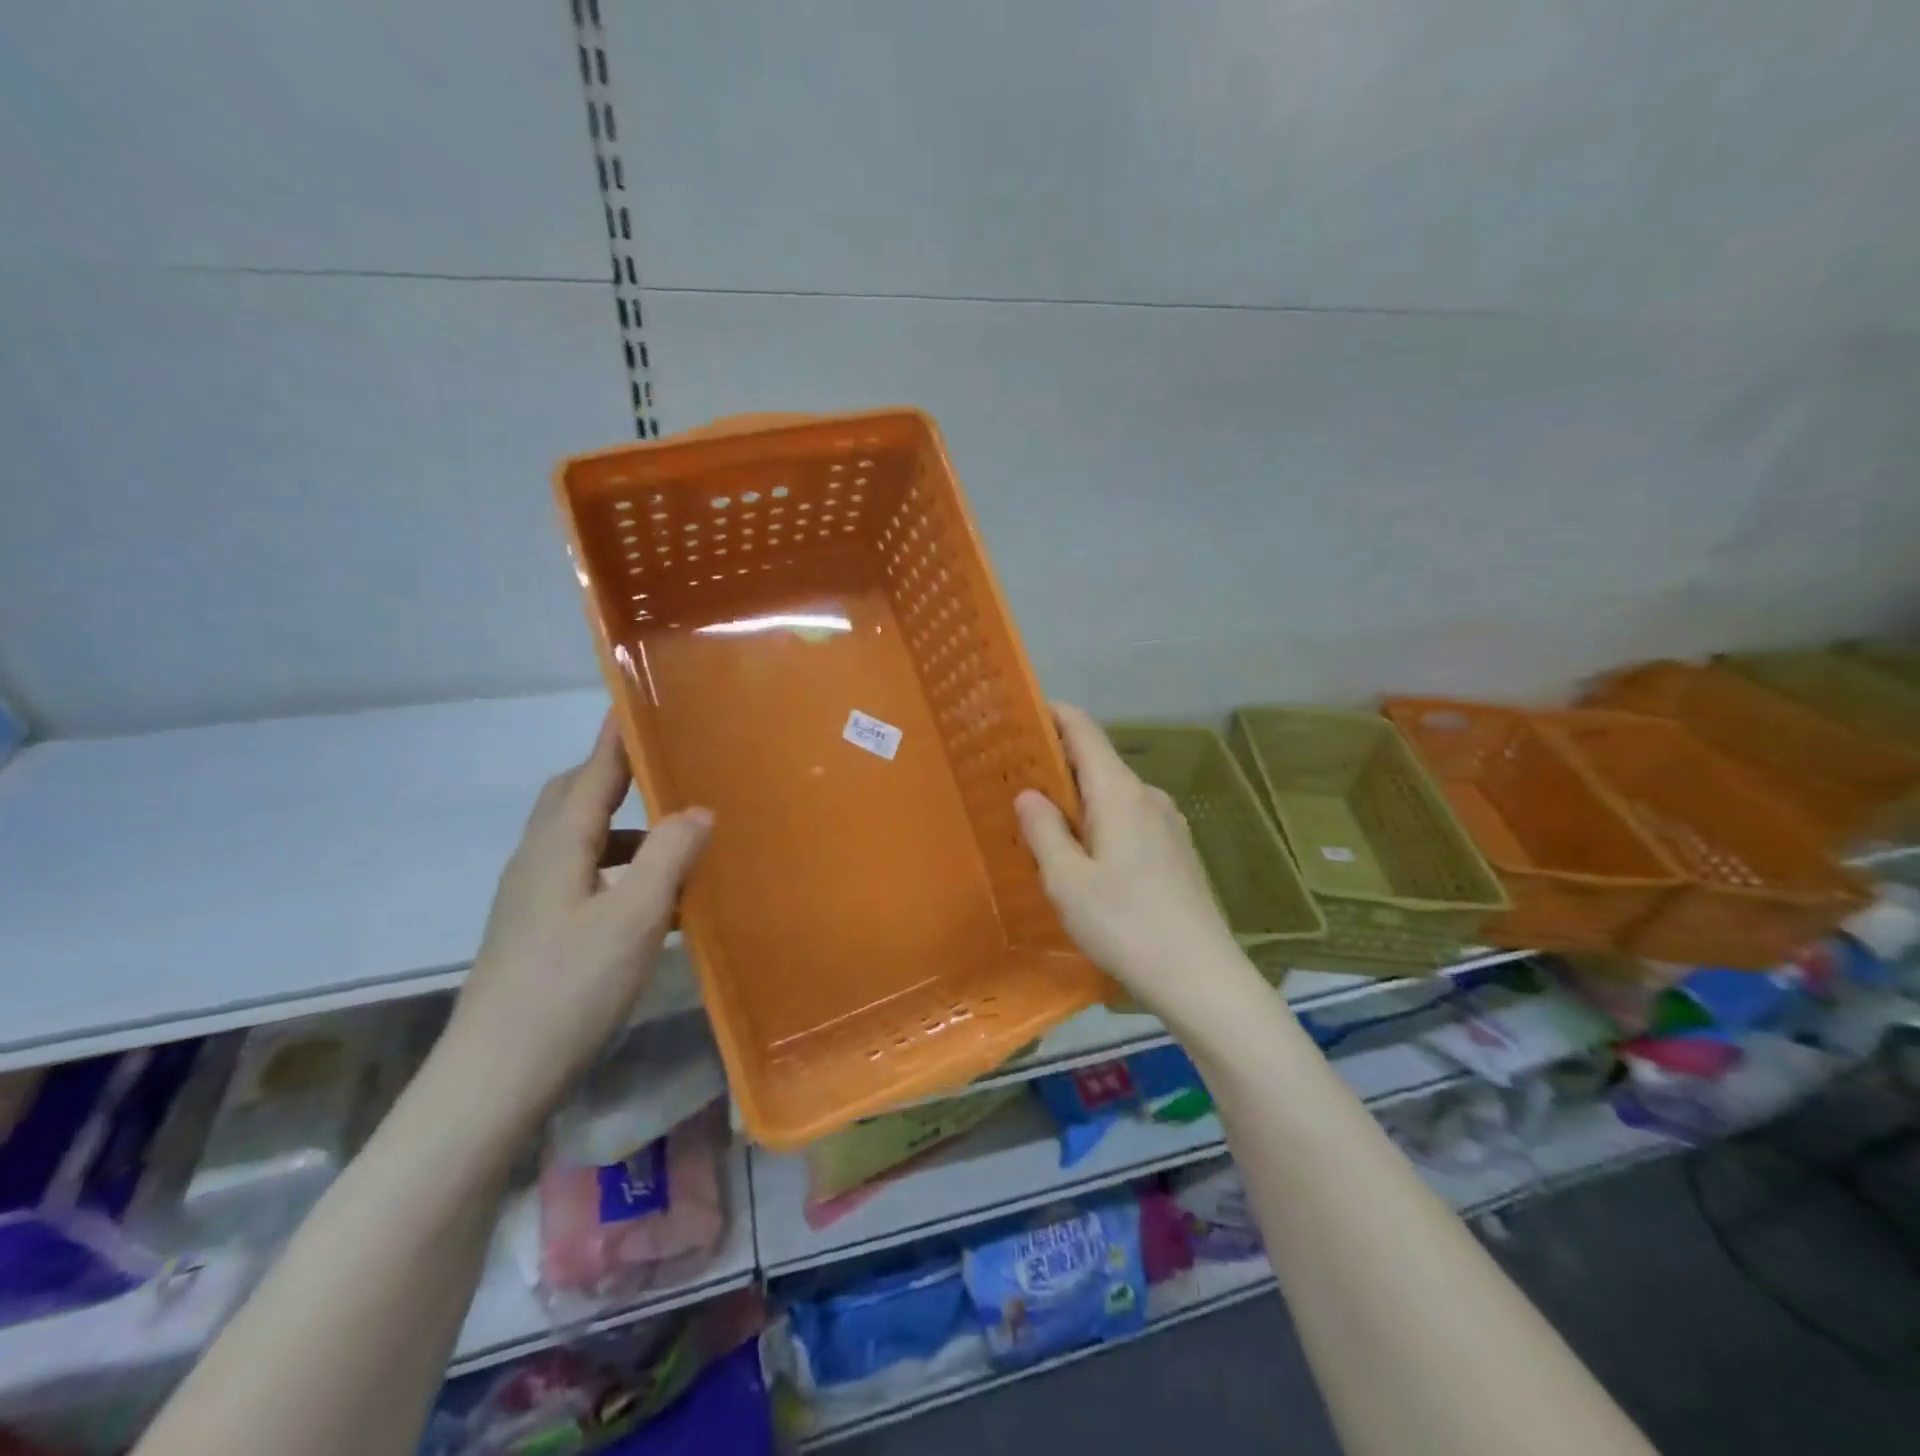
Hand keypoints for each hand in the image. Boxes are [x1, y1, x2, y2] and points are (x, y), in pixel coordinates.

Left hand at [437, 714, 712, 1136]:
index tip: (634, 704)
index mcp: (557, 848)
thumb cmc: (568, 987)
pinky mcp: (536, 932)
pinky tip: (652, 903)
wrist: (494, 1076)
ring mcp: (531, 900)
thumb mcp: (634, 918)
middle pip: (570, 800)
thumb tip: (697, 810)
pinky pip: (582, 878)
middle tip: (662, 769)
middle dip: (613, 778)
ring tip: (672, 839)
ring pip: (578, 842)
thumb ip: (668, 857)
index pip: (590, 775)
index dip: (615, 739)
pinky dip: (618, 871)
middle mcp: (537, 863)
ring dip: (622, 830)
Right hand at [1015, 704, 1245, 1015]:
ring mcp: (1168, 824)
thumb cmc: (1126, 925)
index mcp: (1120, 793)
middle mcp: (1147, 797)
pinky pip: (1129, 822)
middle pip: (1096, 763)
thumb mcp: (1067, 882)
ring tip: (1042, 829)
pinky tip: (1084, 862)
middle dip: (1055, 766)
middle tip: (1012, 784)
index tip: (1018, 716)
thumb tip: (1029, 794)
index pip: (1083, 730)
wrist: (1202, 978)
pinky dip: (1099, 825)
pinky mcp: (1177, 853)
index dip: (1051, 715)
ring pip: (1112, 797)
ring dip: (1077, 802)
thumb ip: (1044, 831)